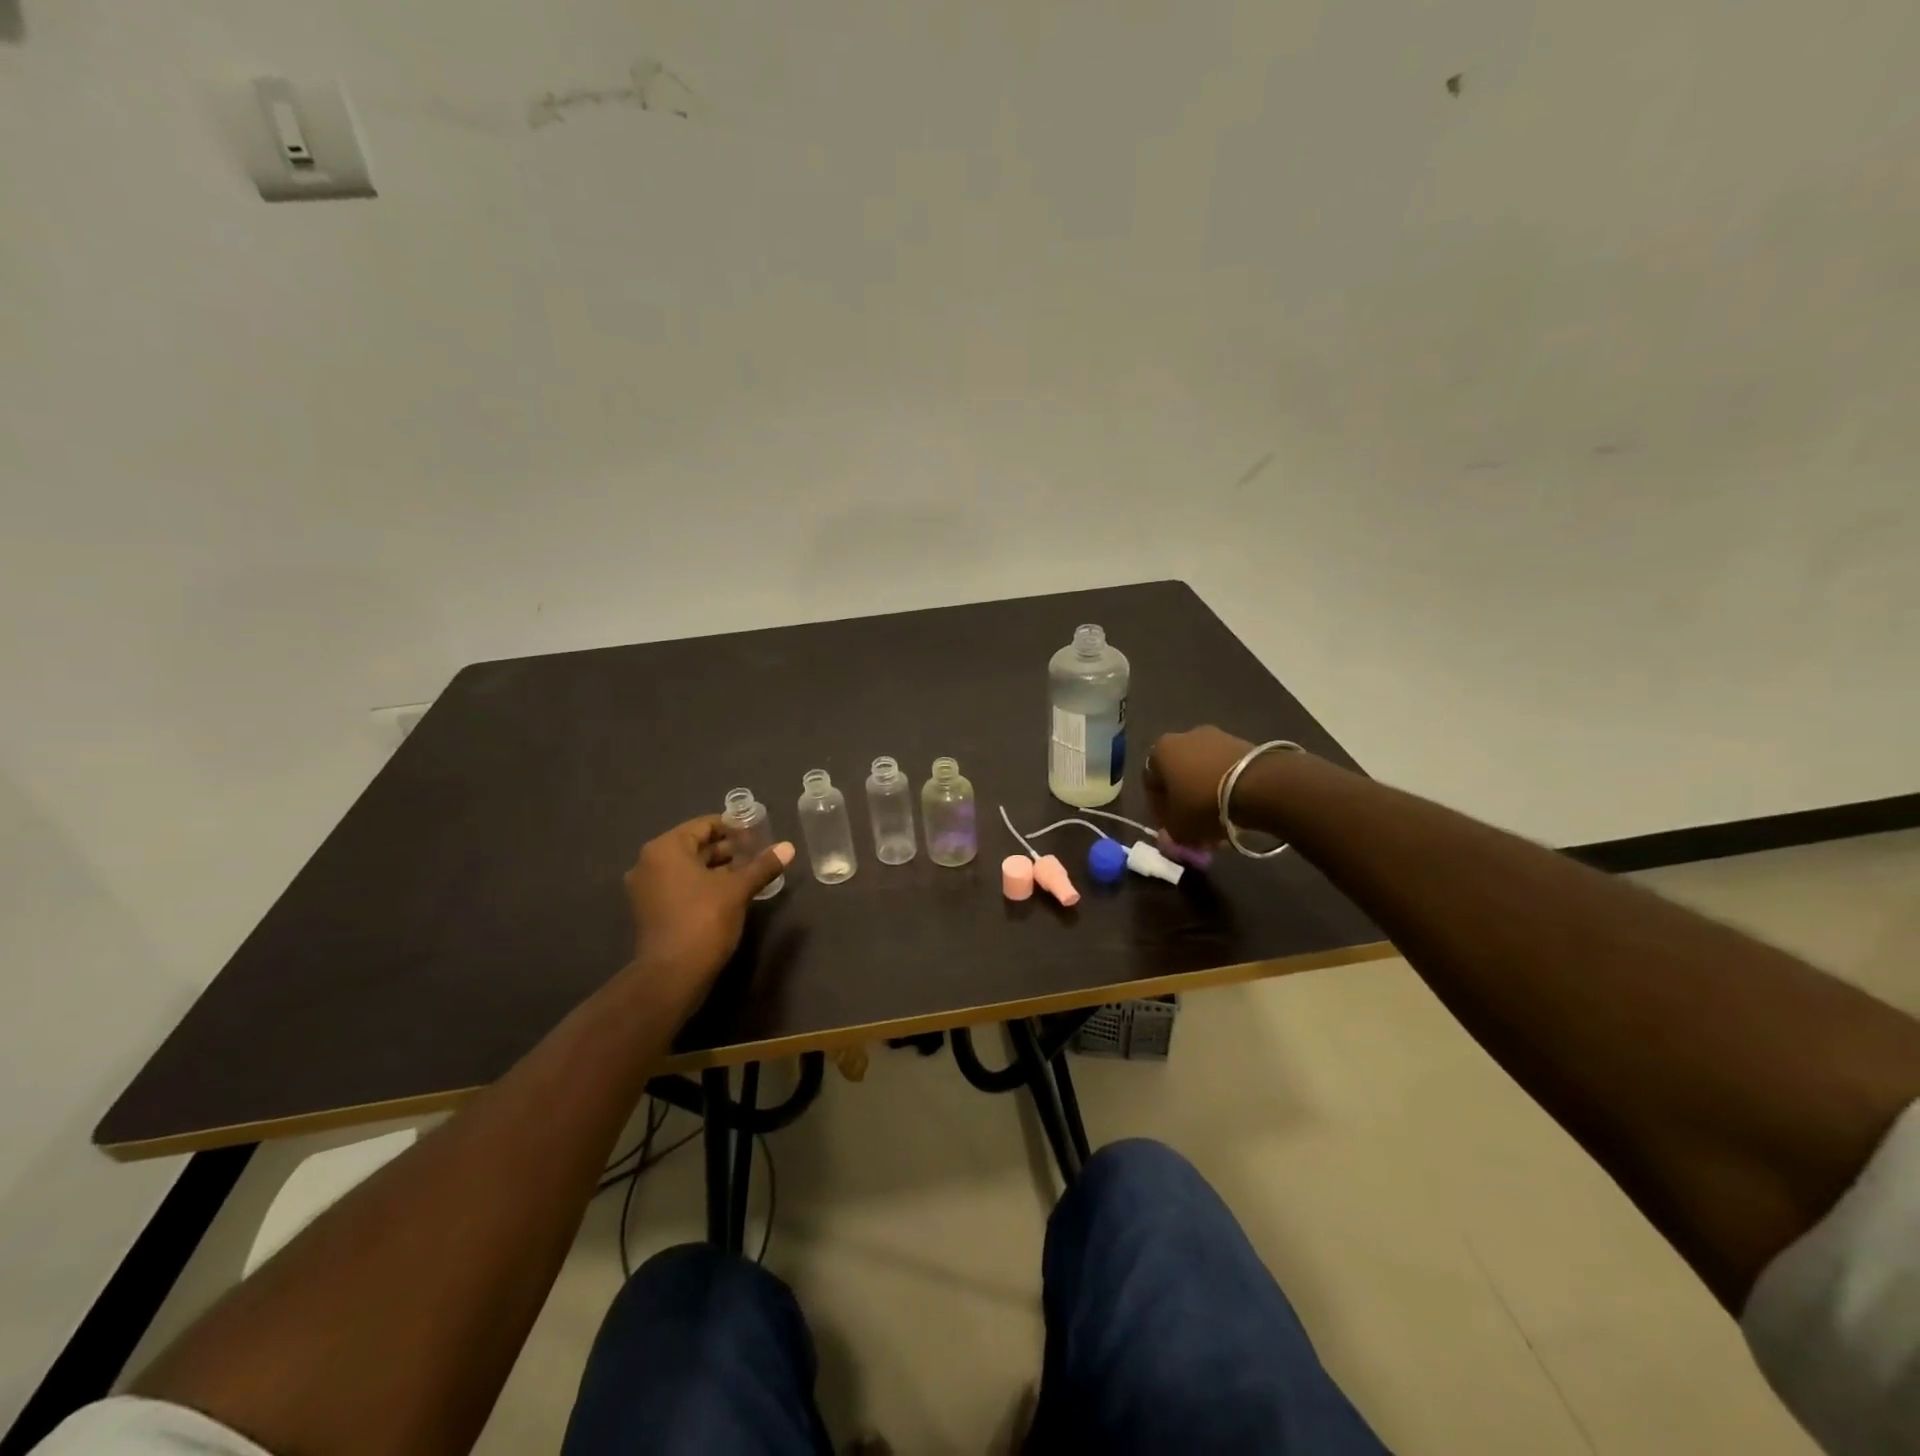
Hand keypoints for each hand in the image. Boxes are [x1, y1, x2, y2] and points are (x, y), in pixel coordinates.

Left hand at [623, 816, 793, 1006]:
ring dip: (717, 868)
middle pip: (694, 846)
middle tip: (757, 854)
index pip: (704, 825)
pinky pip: (680, 886)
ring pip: (688, 868)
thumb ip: (762, 866)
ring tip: (748, 873)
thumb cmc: (703, 921)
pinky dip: (703, 885)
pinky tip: (729, 894)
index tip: (757, 835)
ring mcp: (646, 889)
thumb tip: (789, 847)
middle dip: (726, 850)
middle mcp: (649, 863)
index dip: (733, 828)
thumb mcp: (738, 890)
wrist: (672, 975)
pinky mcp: (651, 911)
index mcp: (665, 849)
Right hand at [1143, 726, 1254, 846]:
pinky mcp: (1242, 743)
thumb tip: (1173, 831)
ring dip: (1206, 796)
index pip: (1151, 784)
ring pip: (1203, 773)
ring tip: (1218, 822)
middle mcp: (1184, 737)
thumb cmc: (1203, 803)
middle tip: (1195, 827)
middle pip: (1179, 776)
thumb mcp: (1178, 828)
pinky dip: (1226, 788)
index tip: (1171, 828)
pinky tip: (1235, 809)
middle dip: (1185, 802)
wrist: (1257, 785)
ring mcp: (1216, 737)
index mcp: (1160, 751)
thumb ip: (1169, 830)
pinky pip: (1225, 770)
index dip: (1159, 810)